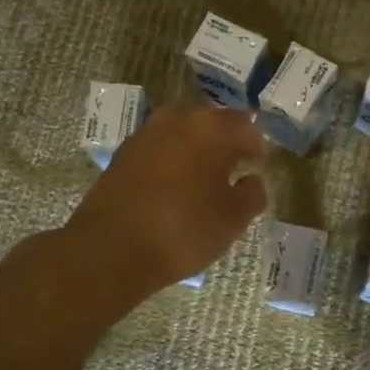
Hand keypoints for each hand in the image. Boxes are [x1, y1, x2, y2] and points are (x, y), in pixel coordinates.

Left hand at [66, 105, 268, 294]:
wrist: (111, 249)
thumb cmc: (183, 230)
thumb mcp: (233, 219)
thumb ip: (252, 194)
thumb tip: (252, 180)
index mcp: (211, 128)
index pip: (244, 125)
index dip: (255, 146)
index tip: (258, 166)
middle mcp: (177, 119)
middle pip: (210, 124)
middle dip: (224, 144)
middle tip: (233, 170)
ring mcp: (145, 135)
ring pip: (181, 135)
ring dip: (195, 152)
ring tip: (202, 181)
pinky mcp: (122, 155)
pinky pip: (157, 151)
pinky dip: (169, 163)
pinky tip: (172, 189)